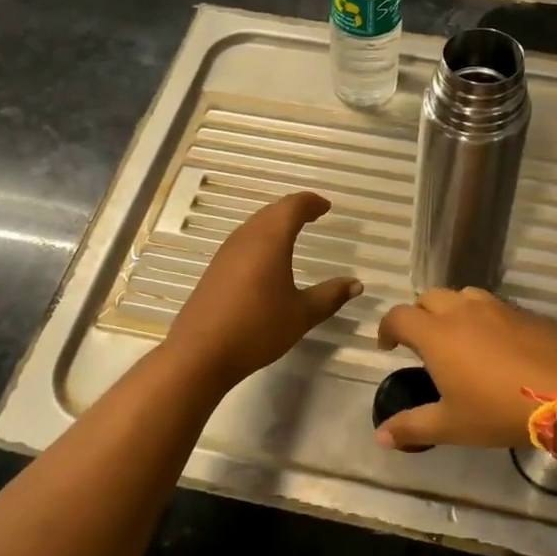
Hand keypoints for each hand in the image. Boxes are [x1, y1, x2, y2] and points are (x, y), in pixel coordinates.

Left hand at [163, 193, 361, 389]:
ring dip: (274, 223)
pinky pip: (243, 242)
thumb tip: (356, 284)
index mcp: (270, 240)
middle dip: (293, 209)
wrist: (200, 353)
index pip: (292, 207)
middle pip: (271, 212)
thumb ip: (330, 296)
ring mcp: (226, 253)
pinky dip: (261, 239)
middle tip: (313, 215)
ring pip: (254, 225)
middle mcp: (246, 238)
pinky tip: (266, 260)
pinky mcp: (214, 270)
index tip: (326, 207)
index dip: (311, 203)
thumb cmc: (257, 328)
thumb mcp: (302, 314)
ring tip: (293, 233)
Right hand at [374, 289, 556, 448]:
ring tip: (458, 337)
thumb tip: (380, 436)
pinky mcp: (524, 312)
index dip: (387, 328)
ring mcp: (496, 307)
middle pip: (429, 297)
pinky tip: (496, 345)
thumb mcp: (451, 425)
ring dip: (452, 310)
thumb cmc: (498, 410)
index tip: (388, 346)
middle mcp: (462, 310)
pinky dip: (483, 317)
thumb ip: (412, 427)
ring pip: (463, 295)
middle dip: (419, 314)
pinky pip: (494, 306)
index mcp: (436, 333)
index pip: (399, 316)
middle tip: (422, 342)